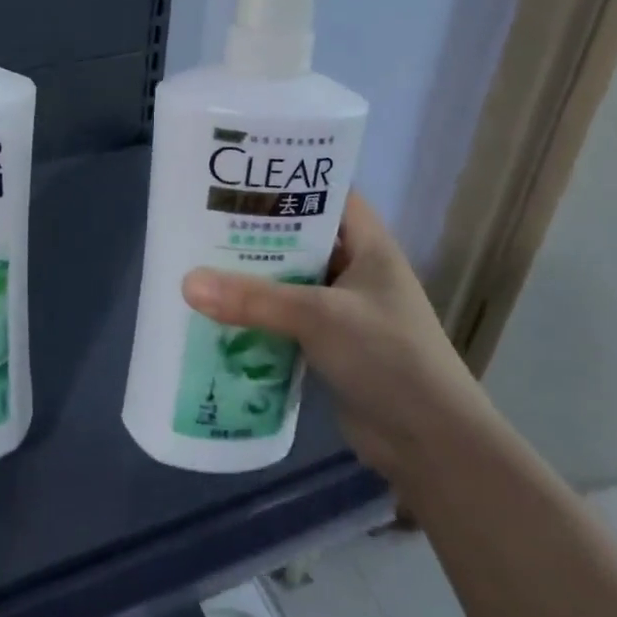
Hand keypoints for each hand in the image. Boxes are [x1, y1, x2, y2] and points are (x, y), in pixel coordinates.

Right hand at [182, 193, 487, 482]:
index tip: (240, 174)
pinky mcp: (330, 344)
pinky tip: (219, 312)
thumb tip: (186, 282)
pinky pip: (287, 318)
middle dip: (257, 230)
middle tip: (205, 217)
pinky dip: (259, 315)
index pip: (328, 192)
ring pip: (291, 279)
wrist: (430, 442)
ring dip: (254, 276)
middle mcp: (356, 269)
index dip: (290, 179)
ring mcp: (343, 309)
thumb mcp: (319, 317)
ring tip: (200, 259)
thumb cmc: (387, 356)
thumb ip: (254, 299)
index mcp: (368, 244)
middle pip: (301, 237)